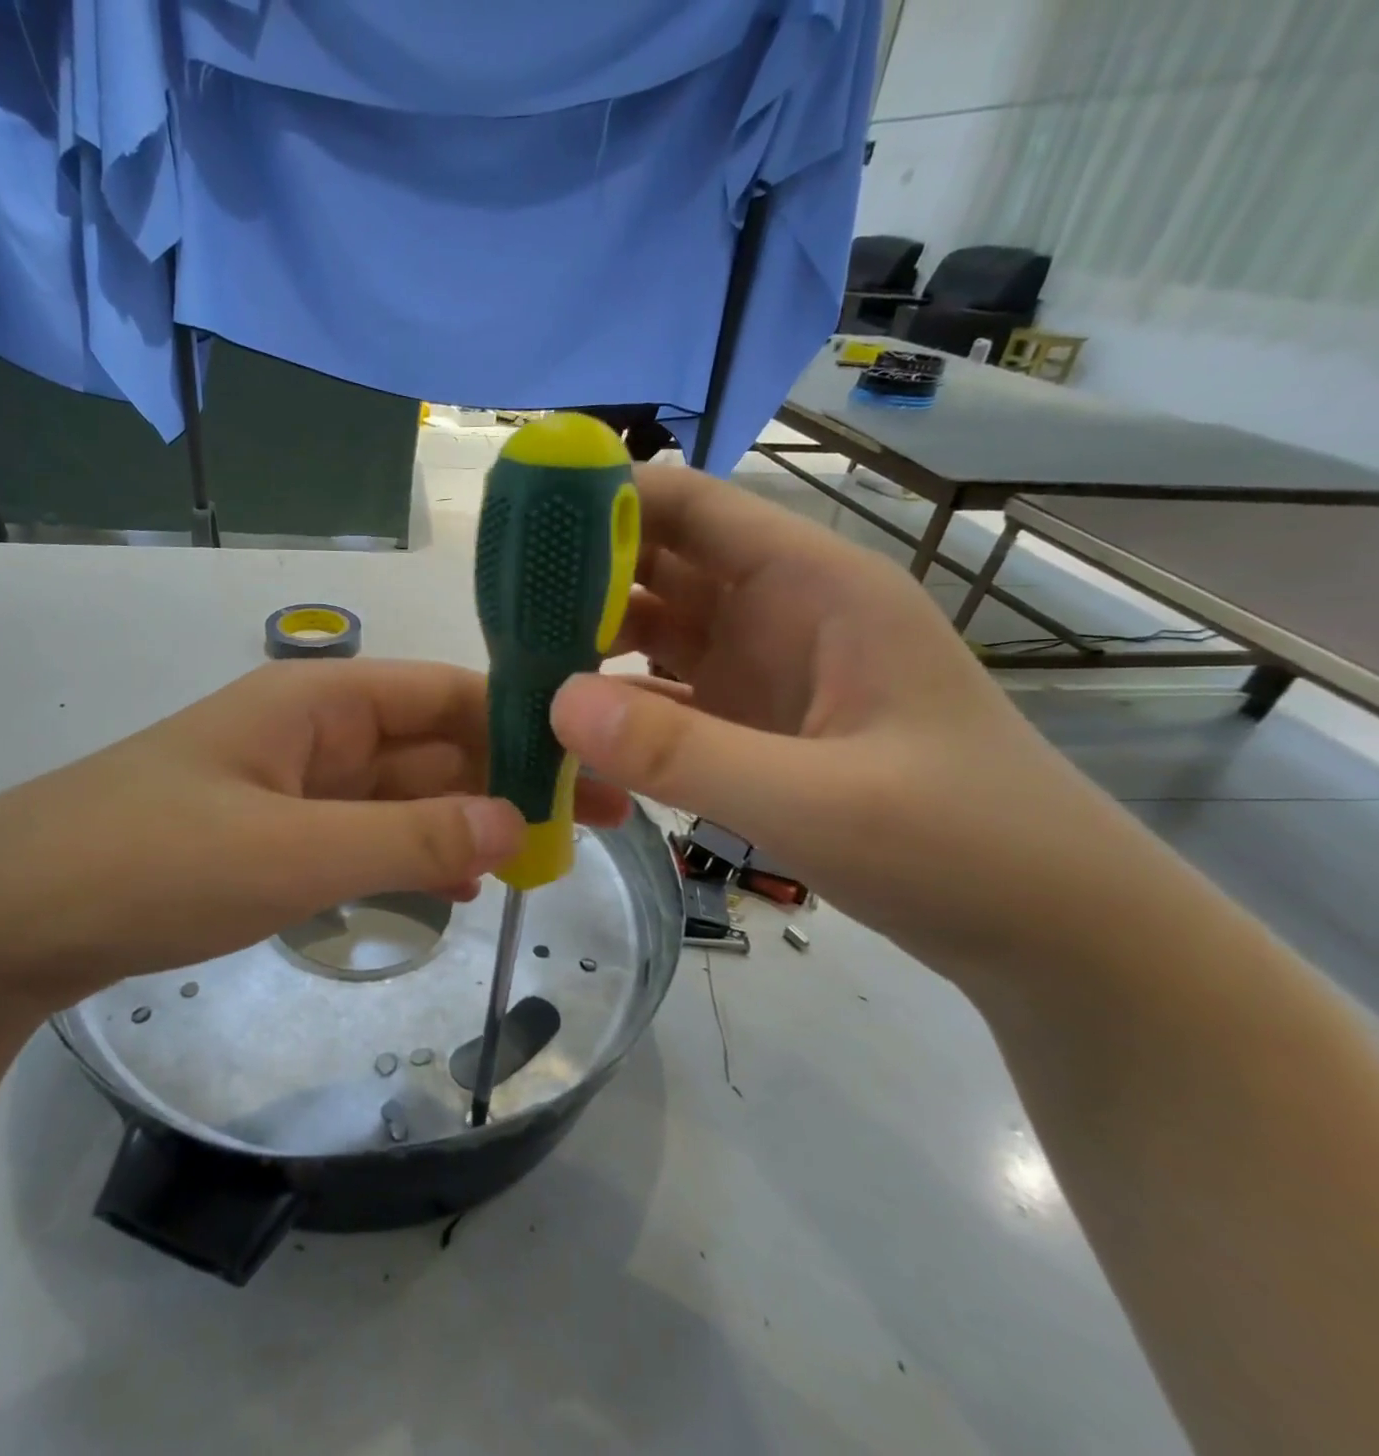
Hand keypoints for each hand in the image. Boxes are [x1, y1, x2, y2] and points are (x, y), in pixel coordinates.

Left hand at [0, 659, 628, 1011]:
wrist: (5, 917)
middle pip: (432, 744)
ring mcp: (291, 786)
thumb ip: (410, 838)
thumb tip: (518, 824)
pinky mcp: (271, 837)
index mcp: (318, 701)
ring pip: (404, 793)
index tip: (591, 764)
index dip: (522, 722)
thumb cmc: (148, 862)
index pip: (445, 694)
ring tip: (545, 854)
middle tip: (594, 822)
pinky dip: (417, 853)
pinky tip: (460, 884)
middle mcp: (312, 732)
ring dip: (469, 818)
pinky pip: (366, 834)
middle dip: (511, 777)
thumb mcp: (292, 852)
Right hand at [550, 464, 1153, 981]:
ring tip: (513, 670)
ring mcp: (764, 675)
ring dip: (589, 645)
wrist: (1052, 933)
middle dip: (580, 580)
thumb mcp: (821, 802)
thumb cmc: (966, 846)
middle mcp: (781, 615)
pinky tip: (567, 731)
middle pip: (660, 568)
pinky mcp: (752, 730)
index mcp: (814, 587)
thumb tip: (554, 701)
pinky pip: (665, 701)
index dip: (607, 502)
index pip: (693, 508)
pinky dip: (616, 709)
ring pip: (655, 635)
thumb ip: (684, 753)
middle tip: (496, 614)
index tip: (520, 528)